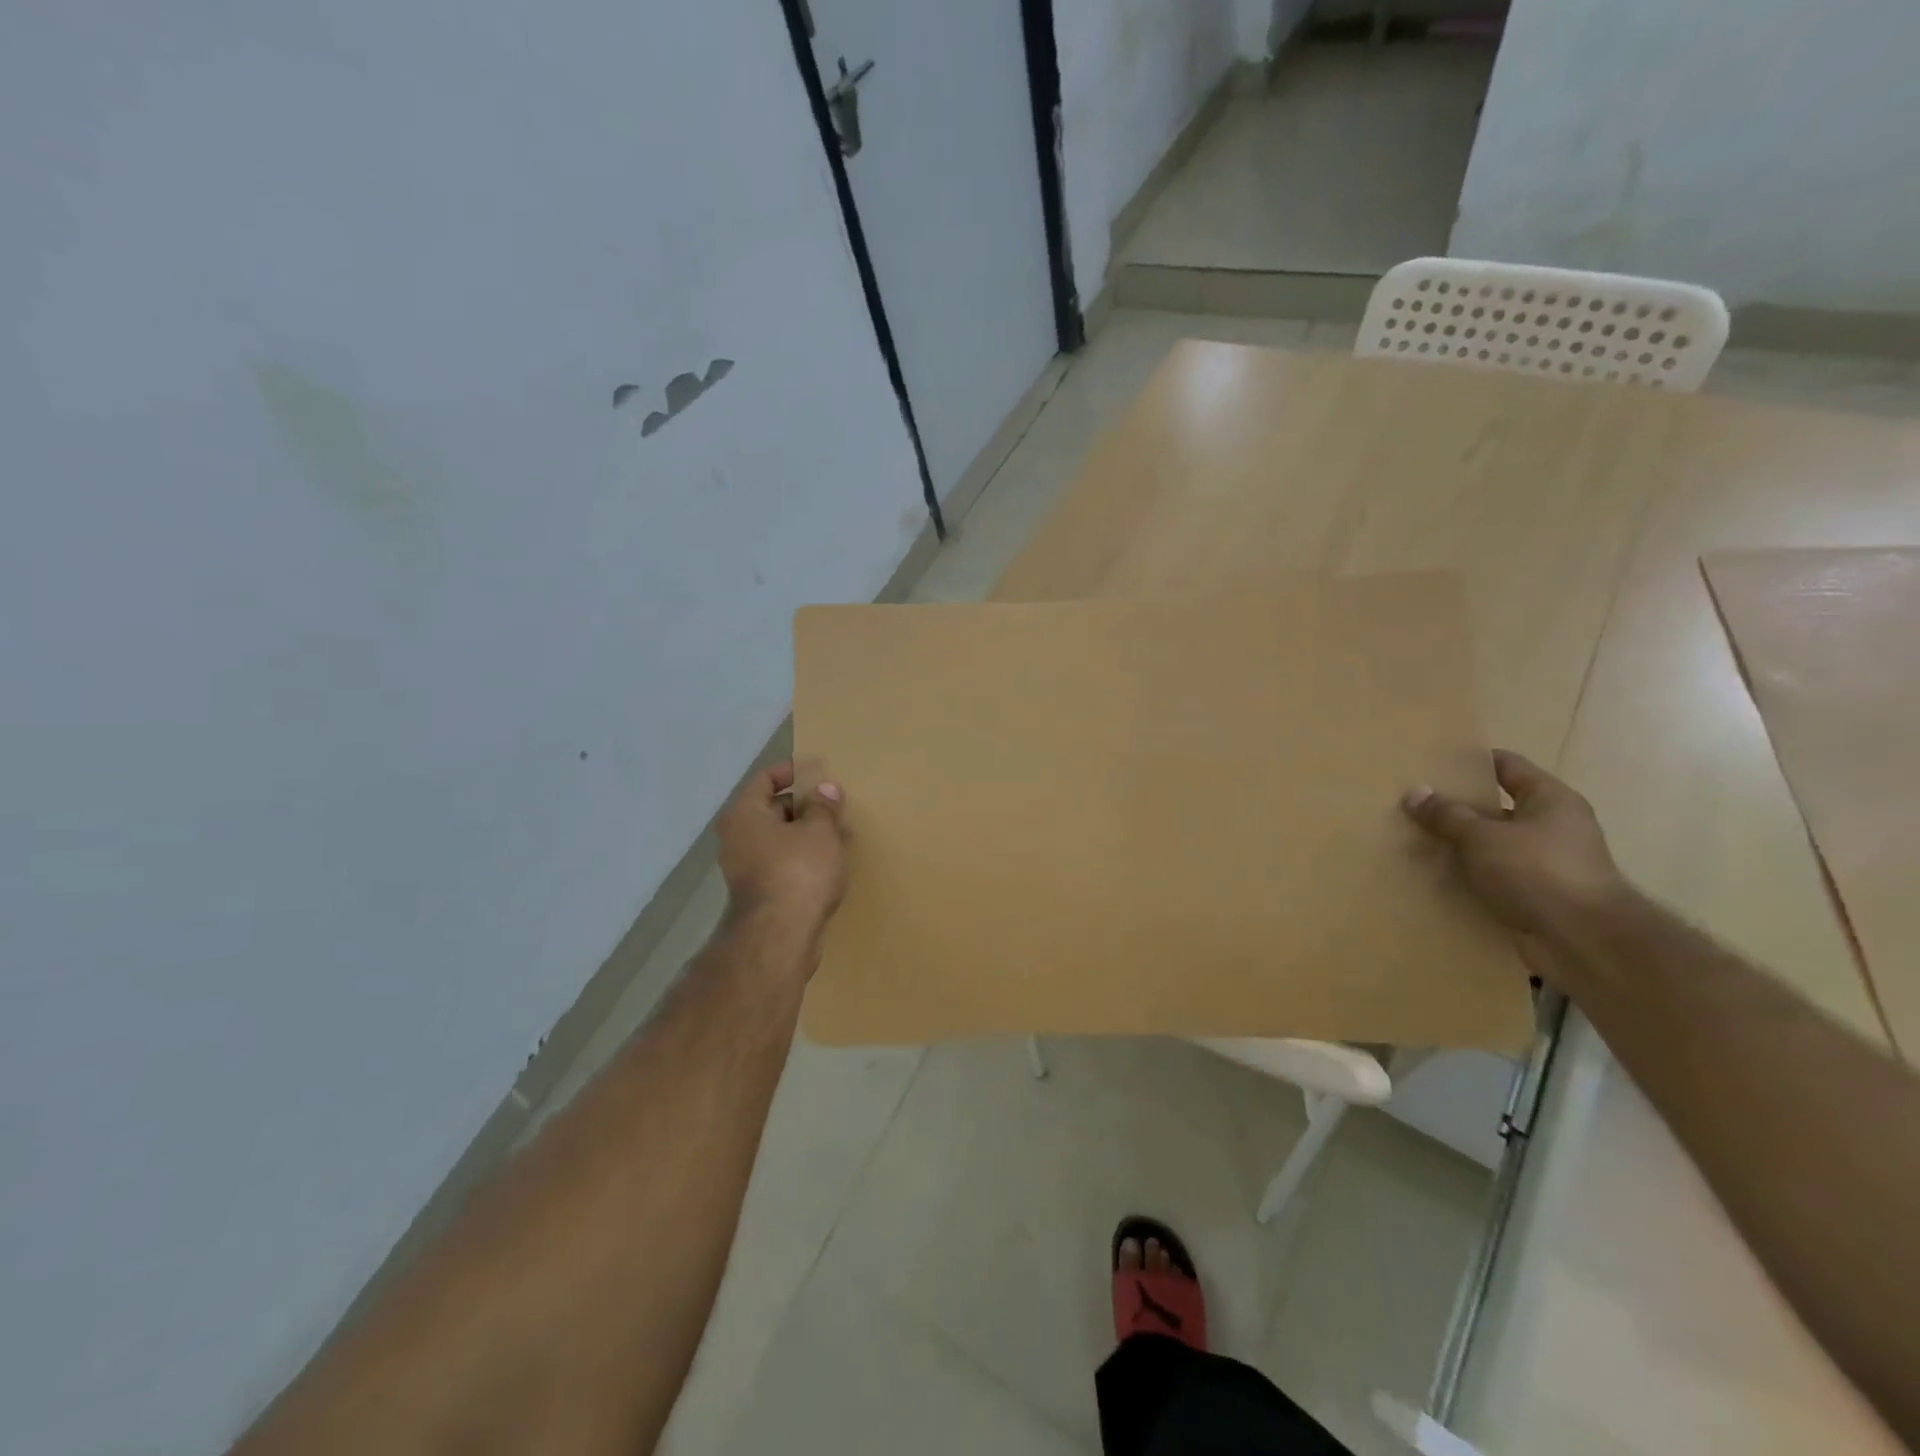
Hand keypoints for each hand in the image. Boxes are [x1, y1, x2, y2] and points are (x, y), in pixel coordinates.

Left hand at [716, 760, 847, 934]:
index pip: (765, 779)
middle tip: (834, 804)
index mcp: (745, 814)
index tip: (818, 771)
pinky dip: (802, 857)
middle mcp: (737, 837)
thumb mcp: (819, 832)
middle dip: (804, 805)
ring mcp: (744, 868)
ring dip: (806, 834)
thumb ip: (823, 807)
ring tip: (839, 832)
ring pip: (779, 839)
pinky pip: (782, 863)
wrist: (780, 937)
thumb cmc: (798, 872)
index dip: (792, 771)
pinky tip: (828, 862)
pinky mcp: (758, 893)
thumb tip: (826, 789)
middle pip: (772, 809)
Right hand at [1402, 749, 1625, 941]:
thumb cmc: (1538, 872)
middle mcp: (1553, 827)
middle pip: (1497, 807)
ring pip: (1493, 845)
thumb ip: (1447, 815)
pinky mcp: (1536, 896)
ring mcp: (1547, 864)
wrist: (1583, 941)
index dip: (1472, 762)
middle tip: (1415, 804)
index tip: (1433, 763)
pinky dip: (1469, 877)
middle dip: (1458, 807)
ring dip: (1461, 845)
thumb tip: (1414, 792)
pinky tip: (1436, 876)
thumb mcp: (1483, 837)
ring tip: (1416, 840)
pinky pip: (1494, 877)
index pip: (1507, 766)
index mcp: (1550, 800)